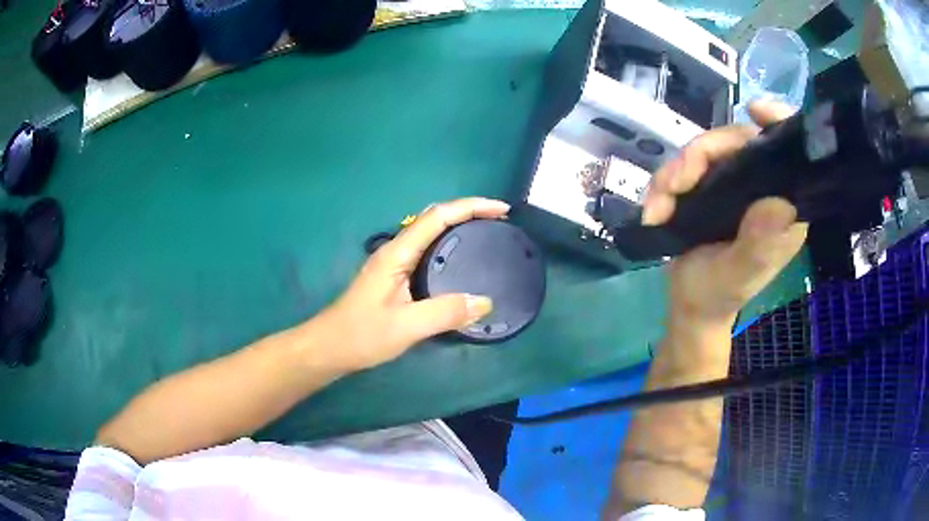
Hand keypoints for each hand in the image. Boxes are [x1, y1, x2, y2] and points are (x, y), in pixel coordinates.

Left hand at [318, 197, 505, 370]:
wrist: (329, 347)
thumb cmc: (362, 334)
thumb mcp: (406, 326)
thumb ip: (445, 313)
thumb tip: (485, 302)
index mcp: (398, 253)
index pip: (438, 216)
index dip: (471, 207)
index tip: (501, 210)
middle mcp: (396, 250)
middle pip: (435, 217)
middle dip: (468, 212)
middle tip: (499, 221)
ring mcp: (394, 262)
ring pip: (430, 232)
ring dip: (459, 226)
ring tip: (487, 234)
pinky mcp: (395, 276)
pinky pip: (427, 250)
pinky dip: (449, 245)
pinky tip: (461, 262)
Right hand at [642, 101, 808, 329]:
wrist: (689, 305)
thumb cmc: (719, 295)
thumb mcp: (739, 274)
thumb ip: (758, 244)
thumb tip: (779, 203)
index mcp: (783, 208)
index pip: (789, 156)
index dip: (777, 125)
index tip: (754, 111)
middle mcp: (763, 188)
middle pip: (738, 143)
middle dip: (701, 156)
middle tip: (673, 184)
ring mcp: (736, 185)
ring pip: (708, 151)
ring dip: (676, 172)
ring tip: (658, 205)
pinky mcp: (712, 186)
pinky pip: (688, 166)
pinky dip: (666, 183)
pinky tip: (655, 207)